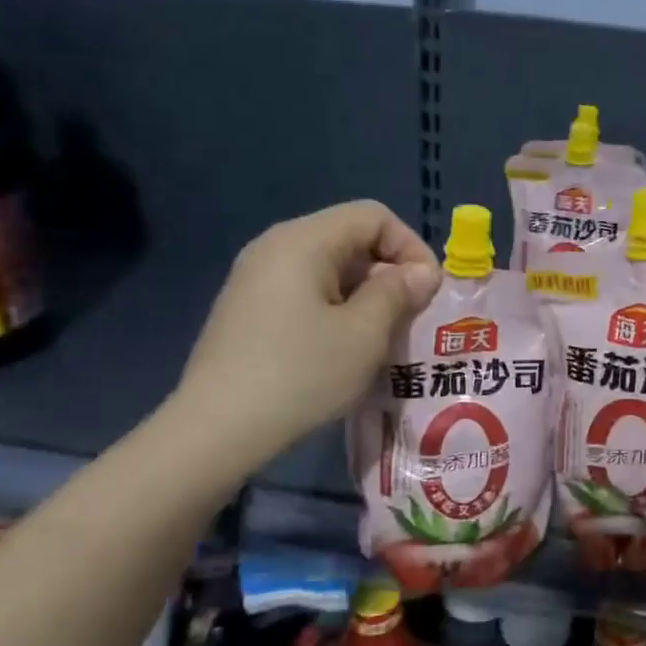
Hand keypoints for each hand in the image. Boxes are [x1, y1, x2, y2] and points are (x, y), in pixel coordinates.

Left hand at [169, 202, 440, 470]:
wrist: (218, 430)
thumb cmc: (301, 374)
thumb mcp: (364, 333)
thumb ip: (399, 292)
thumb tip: (422, 271)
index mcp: (303, 241)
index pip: (373, 216)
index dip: (410, 247)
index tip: (427, 292)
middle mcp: (275, 247)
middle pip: (350, 237)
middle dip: (390, 272)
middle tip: (410, 318)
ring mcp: (256, 278)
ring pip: (331, 268)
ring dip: (367, 294)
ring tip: (383, 336)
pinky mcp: (249, 309)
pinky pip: (307, 291)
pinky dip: (338, 308)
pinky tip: (344, 348)